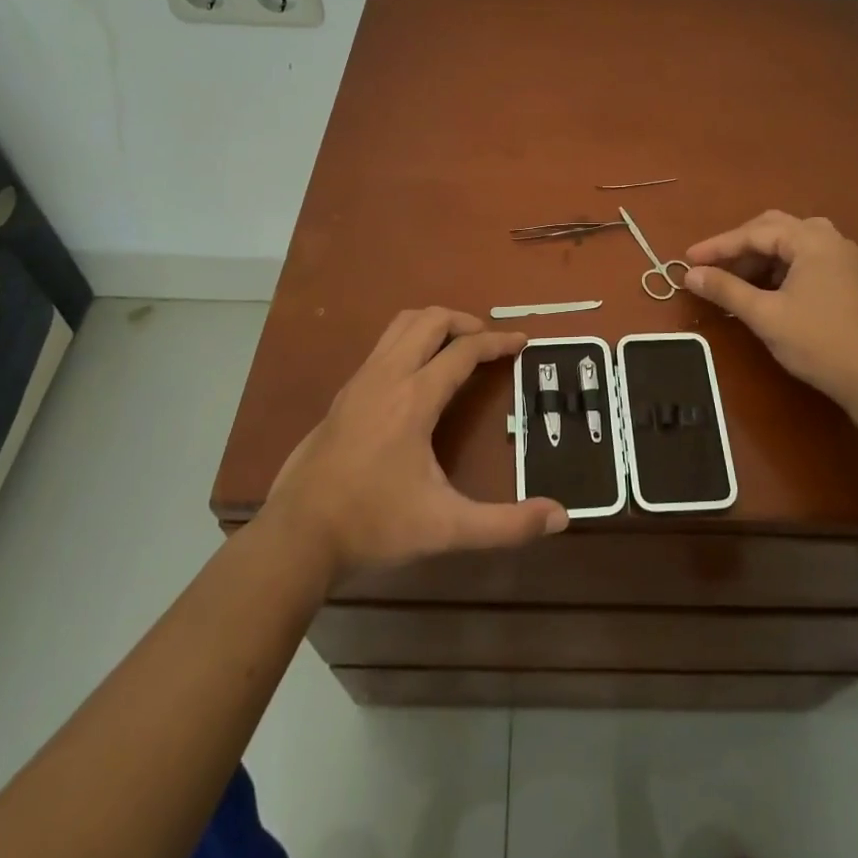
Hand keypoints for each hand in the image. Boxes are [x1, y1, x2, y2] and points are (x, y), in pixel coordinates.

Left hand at [266, 308, 567, 576]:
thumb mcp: (446, 528)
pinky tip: (417, 375)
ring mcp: (360, 381)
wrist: (297, 536)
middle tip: (489, 343)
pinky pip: (383, 345)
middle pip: (430, 320)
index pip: (464, 350)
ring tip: (457, 348)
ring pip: (401, 325)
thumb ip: (506, 524)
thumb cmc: (374, 525)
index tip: (521, 341)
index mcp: (414, 398)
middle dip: (465, 322)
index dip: (497, 342)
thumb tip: (561, 516)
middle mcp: (387, 376)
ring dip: (434, 325)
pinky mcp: (344, 394)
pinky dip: (410, 341)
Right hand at [685, 211, 857, 414]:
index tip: (689, 259)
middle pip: (773, 228)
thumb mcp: (765, 315)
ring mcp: (842, 257)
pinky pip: (804, 258)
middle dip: (739, 246)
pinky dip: (779, 268)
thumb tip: (691, 275)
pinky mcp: (847, 277)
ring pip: (790, 243)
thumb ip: (726, 289)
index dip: (719, 246)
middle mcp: (829, 239)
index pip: (754, 233)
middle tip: (712, 266)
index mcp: (812, 240)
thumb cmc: (817, 342)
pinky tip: (764, 289)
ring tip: (734, 279)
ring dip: (759, 257)